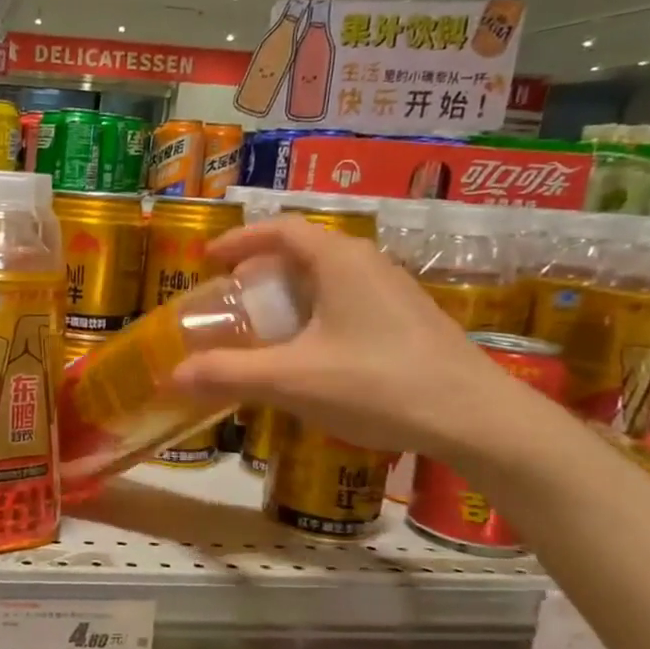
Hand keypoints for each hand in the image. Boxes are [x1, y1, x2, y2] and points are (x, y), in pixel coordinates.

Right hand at [172, 217, 541, 465]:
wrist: (475, 419)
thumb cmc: (377, 385)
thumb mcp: (292, 380)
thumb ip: (229, 374)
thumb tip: (174, 374)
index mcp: (339, 261)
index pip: (281, 230)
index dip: (240, 239)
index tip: (209, 257)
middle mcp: (369, 265)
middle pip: (304, 253)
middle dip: (261, 273)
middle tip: (232, 301)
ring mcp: (395, 293)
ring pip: (329, 281)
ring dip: (290, 298)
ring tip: (265, 331)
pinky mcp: (410, 322)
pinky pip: (349, 305)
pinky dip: (316, 318)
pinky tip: (311, 358)